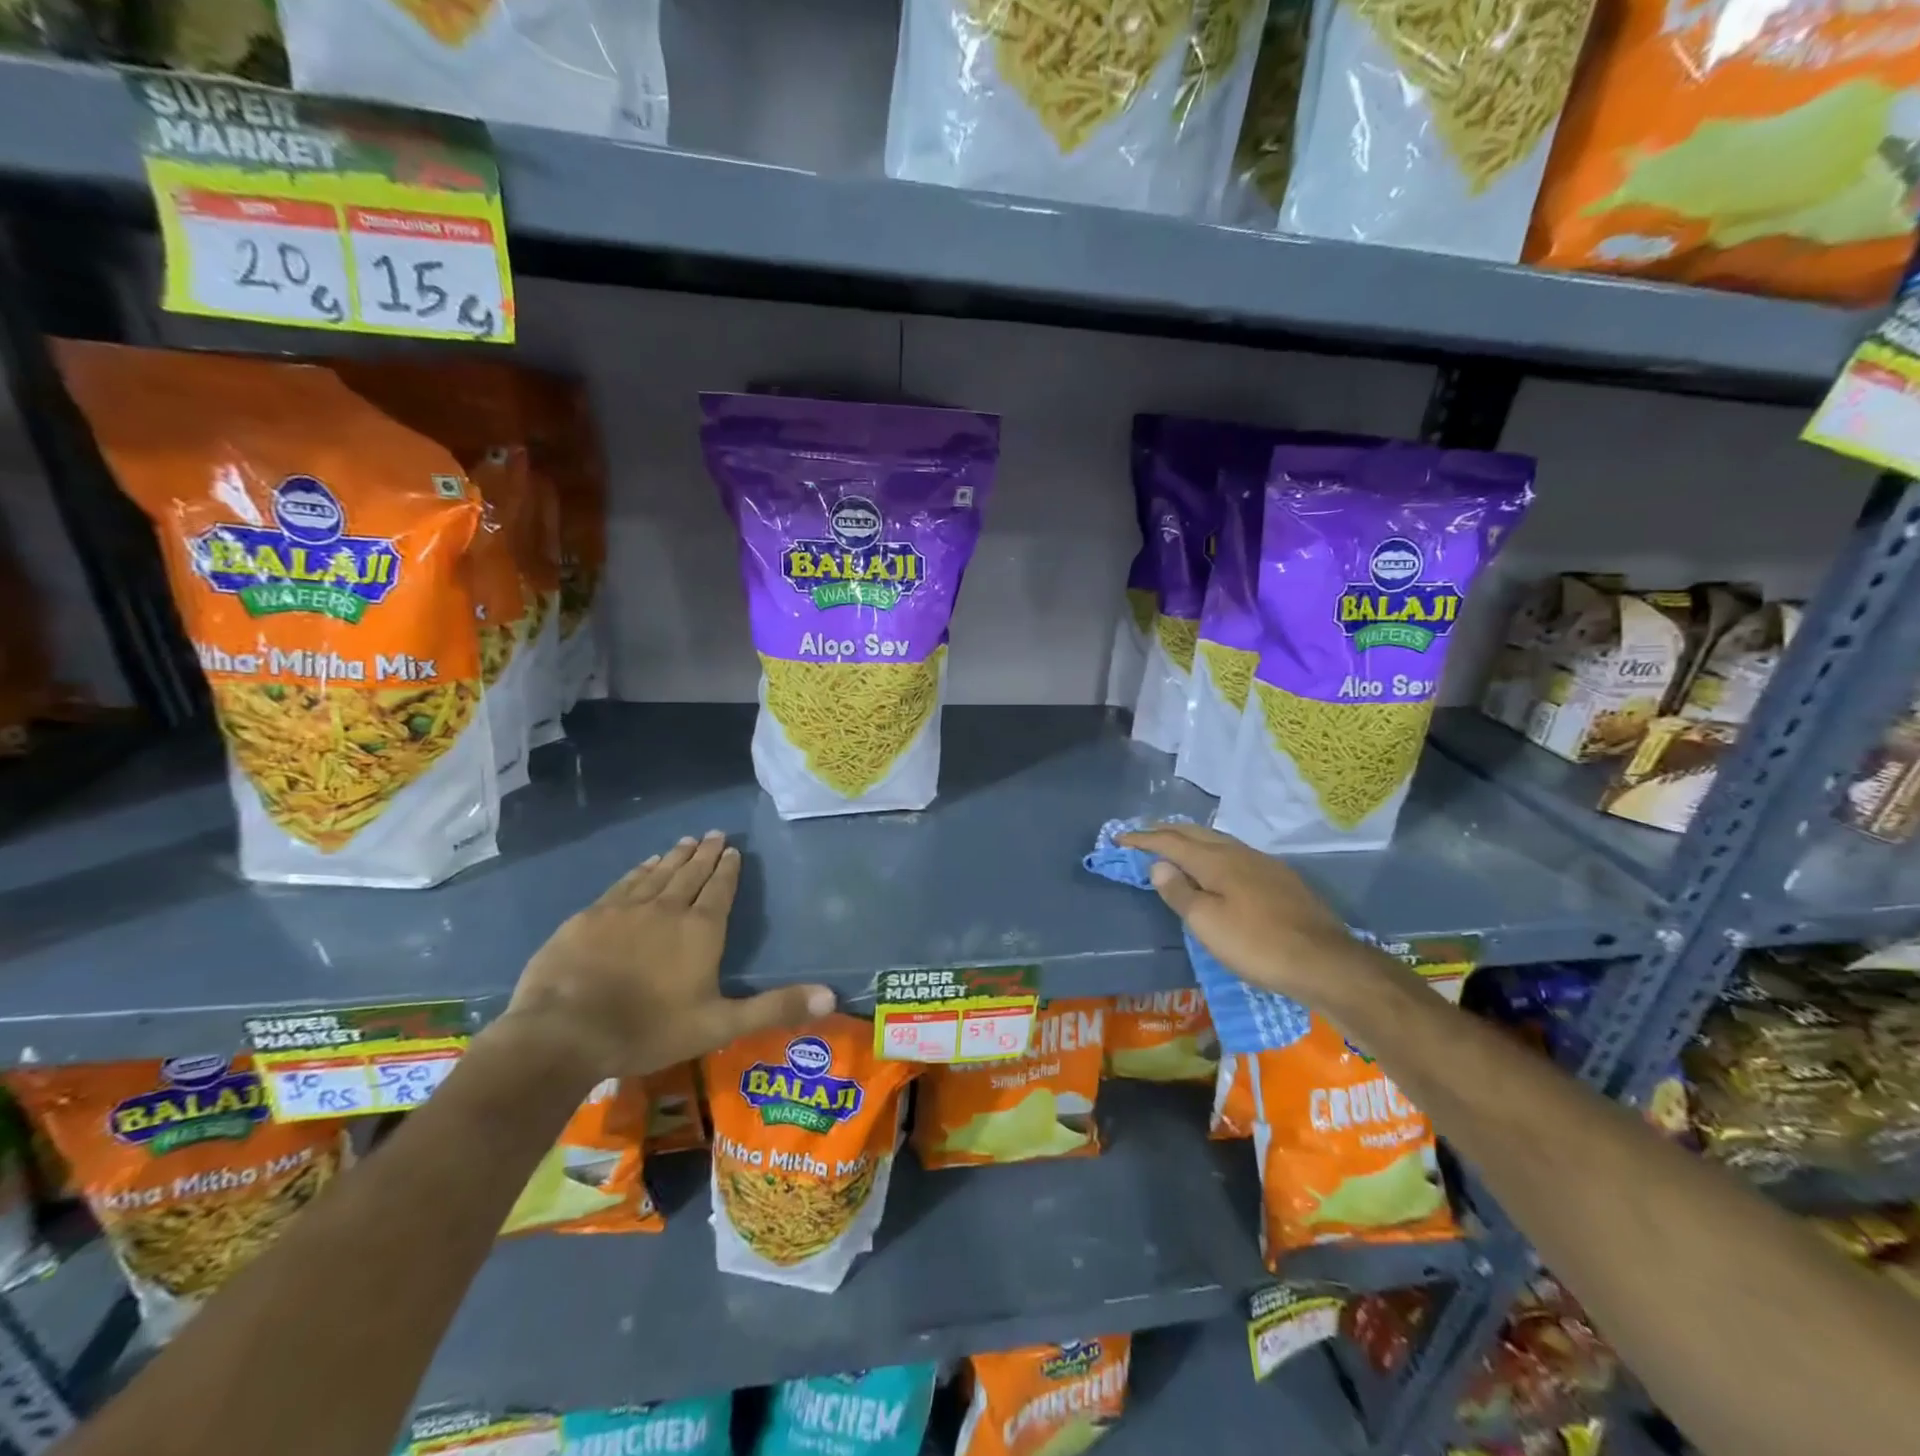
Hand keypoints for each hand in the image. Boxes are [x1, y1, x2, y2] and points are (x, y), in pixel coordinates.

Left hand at [498, 831, 834, 1080]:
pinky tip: (644, 864)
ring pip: (658, 873)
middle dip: (706, 853)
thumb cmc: (648, 1030)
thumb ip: (774, 1008)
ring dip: (675, 856)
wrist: (564, 1032)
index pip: (720, 889)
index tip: (733, 850)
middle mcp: (667, 909)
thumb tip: (832, 996)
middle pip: (691, 873)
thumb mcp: (719, 1025)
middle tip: (715, 833)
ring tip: (687, 840)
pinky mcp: (591, 916)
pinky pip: (624, 884)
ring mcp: (626, 909)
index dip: (729, 869)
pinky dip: (639, 870)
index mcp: (701, 930)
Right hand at [1118, 822, 1362, 1001]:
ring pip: (1218, 840)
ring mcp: (1264, 864)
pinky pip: (1235, 854)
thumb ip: (1179, 892)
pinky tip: (1217, 867)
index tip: (1119, 839)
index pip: (1171, 841)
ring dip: (1191, 839)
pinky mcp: (1281, 879)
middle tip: (1144, 835)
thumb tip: (1158, 865)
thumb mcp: (1207, 924)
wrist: (1326, 962)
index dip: (1143, 839)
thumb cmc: (1257, 945)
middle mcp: (1239, 853)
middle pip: (1196, 832)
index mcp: (1216, 861)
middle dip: (1166, 831)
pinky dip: (1213, 852)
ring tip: (1176, 847)